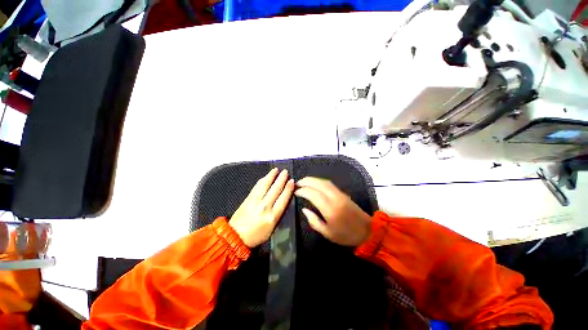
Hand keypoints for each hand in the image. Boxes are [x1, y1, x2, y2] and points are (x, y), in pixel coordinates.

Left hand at [230, 168, 294, 247]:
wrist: (235, 236)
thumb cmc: (256, 235)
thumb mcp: (272, 228)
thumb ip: (278, 214)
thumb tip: (283, 199)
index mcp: (273, 216)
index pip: (283, 199)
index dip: (288, 188)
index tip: (291, 181)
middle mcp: (265, 207)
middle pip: (276, 189)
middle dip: (281, 179)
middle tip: (285, 172)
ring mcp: (255, 201)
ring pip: (265, 185)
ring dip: (271, 176)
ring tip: (276, 170)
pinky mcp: (248, 198)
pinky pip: (257, 187)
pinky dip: (262, 180)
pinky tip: (265, 177)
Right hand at [295, 177, 371, 246]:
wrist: (368, 231)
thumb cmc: (346, 235)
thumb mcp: (327, 233)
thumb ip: (314, 221)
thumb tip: (304, 209)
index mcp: (329, 208)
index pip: (312, 194)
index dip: (302, 191)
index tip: (295, 192)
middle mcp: (334, 197)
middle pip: (318, 183)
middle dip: (306, 181)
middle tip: (297, 183)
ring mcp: (340, 193)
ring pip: (324, 181)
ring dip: (313, 179)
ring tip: (304, 181)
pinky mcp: (343, 193)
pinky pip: (329, 183)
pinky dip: (319, 181)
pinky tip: (315, 183)